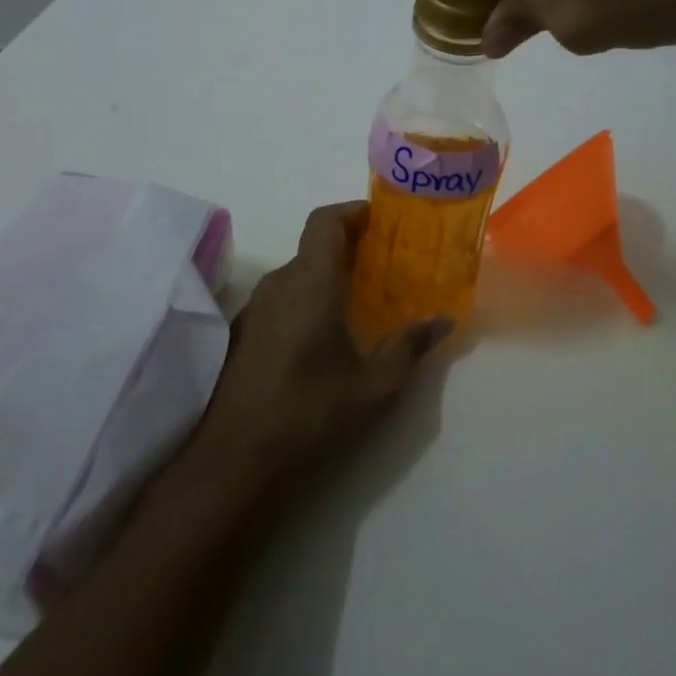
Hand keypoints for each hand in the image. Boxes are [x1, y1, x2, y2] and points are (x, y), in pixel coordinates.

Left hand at [190, 202, 449, 487]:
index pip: (325, 220)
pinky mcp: (241, 333)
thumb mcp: (374, 387)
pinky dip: (306, 297)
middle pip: (313, 245)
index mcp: (311, 283)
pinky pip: (281, 297)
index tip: (381, 221)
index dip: (352, 211)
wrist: (233, 464)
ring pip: (297, 272)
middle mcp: (279, 283)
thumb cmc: (310, 416)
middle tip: (385, 264)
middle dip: (350, 246)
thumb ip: (409, 346)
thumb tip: (442, 319)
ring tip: (361, 299)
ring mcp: (255, 308)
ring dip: (327, 274)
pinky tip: (324, 334)